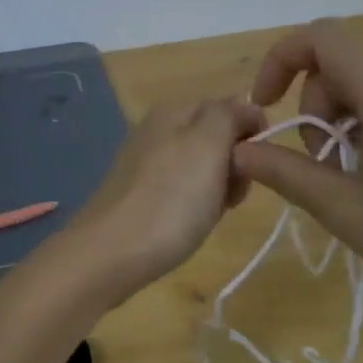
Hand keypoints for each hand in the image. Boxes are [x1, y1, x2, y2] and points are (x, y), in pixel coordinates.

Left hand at [55, 97, 266, 305]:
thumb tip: (245, 108)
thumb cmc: (170, 199)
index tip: (253, 166)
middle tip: (231, 195)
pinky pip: (183, 191)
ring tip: (209, 214)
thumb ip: (230, 114)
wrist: (110, 254)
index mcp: (174, 110)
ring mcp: (146, 164)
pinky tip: (189, 225)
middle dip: (235, 166)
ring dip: (218, 189)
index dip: (252, 135)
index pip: (232, 108)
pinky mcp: (139, 195)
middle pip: (217, 139)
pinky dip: (195, 206)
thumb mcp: (208, 144)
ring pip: (203, 168)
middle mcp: (157, 130)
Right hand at [231, 19, 362, 315]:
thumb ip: (286, 173)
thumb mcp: (345, 210)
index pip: (323, 38)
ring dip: (342, 123)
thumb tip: (240, 151)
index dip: (281, 59)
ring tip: (353, 179)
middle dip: (315, 111)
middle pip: (342, 68)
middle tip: (322, 170)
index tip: (266, 105)